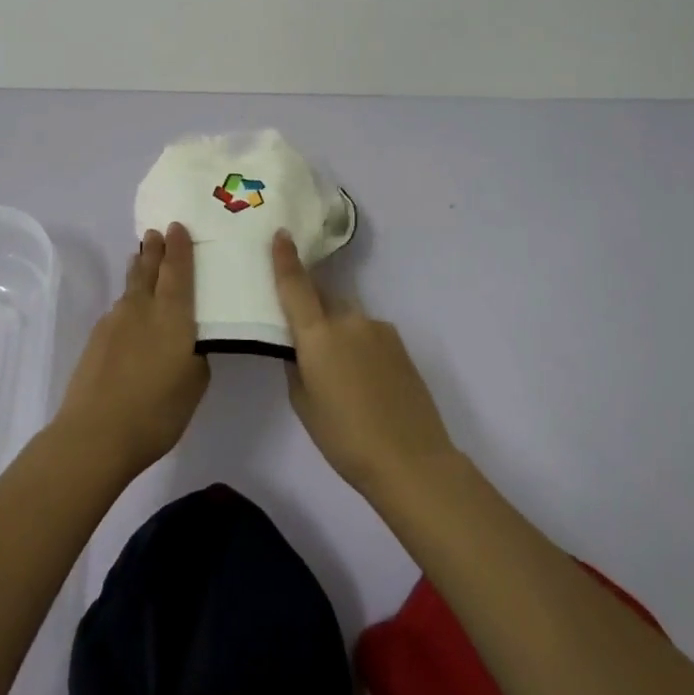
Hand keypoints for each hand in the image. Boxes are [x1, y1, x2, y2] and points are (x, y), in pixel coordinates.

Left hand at [53, 223, 209, 480]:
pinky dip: (127, 299)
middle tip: (157, 232)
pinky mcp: (96, 339)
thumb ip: (196, 355)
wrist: (94, 434)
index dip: (179, 247)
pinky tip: (129, 310)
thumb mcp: (194, 384)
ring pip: (130, 286)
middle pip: (149, 269)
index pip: (177, 270)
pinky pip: (118, 308)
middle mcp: (142, 307)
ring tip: (141, 258)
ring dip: (138, 269)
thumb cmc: (156, 411)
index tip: (177, 226)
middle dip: (155, 249)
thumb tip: (191, 341)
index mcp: (172, 314)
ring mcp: (115, 321)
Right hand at [273, 231, 458, 497]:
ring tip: (343, 375)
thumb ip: (297, 366)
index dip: (285, 258)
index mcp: (318, 335)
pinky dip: (360, 346)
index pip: (295, 286)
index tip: (281, 233)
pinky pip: (368, 333)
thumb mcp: (304, 404)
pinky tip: (367, 381)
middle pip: (323, 299)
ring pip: (347, 318)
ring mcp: (378, 328)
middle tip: (307, 337)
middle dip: (313, 308)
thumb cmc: (345, 438)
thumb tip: (300, 348)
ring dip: (338, 332)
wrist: (412, 460)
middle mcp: (348, 320)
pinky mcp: (399, 342)